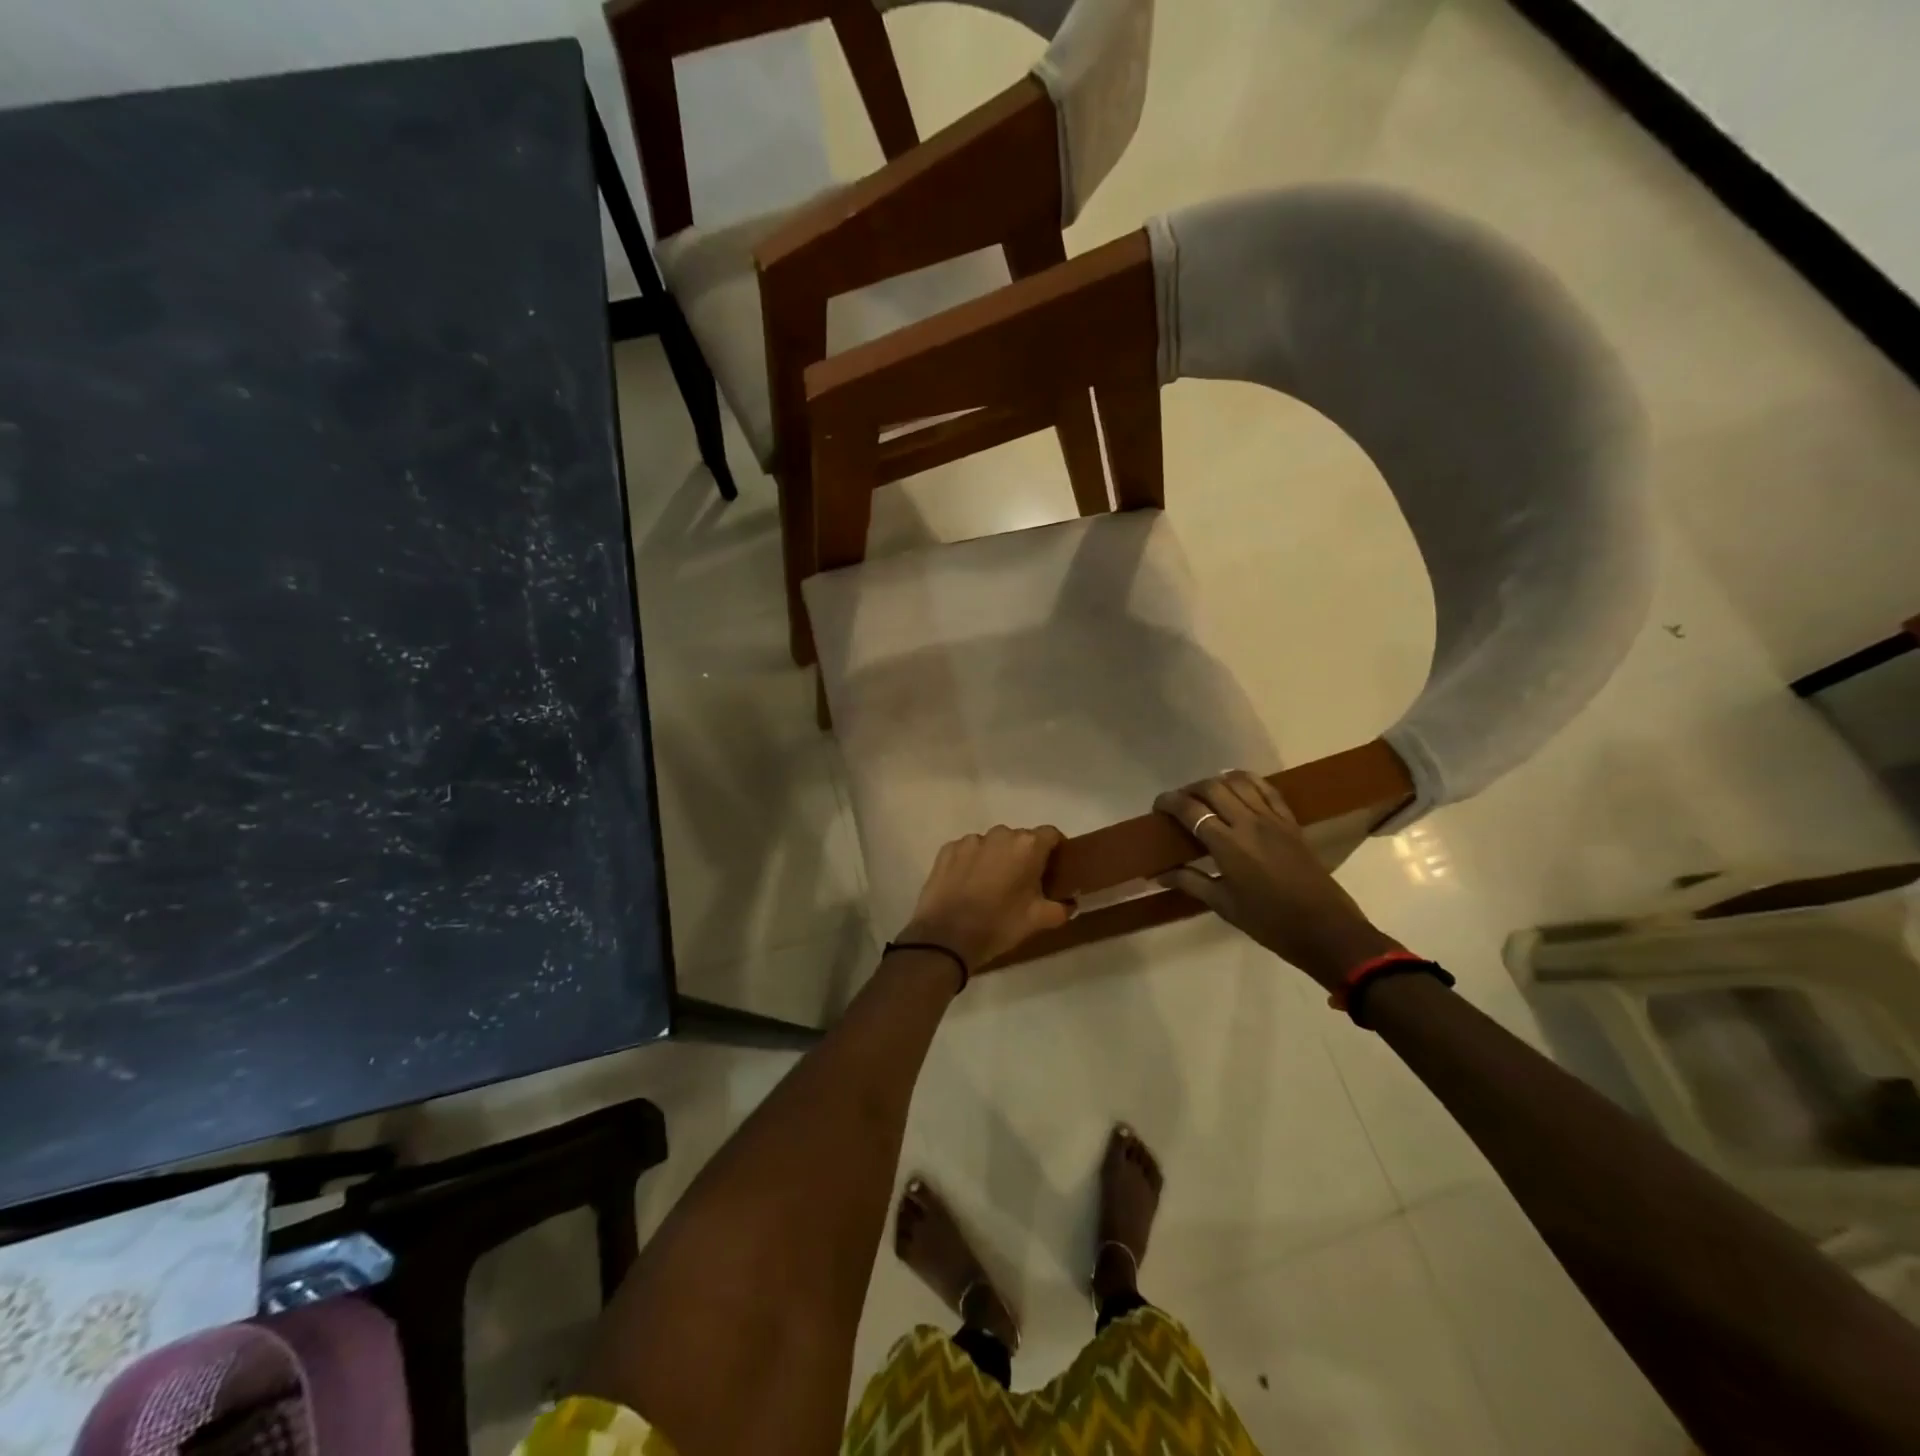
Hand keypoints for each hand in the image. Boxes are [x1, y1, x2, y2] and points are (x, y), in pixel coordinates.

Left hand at [898, 825, 1071, 974]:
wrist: (946, 937)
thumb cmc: (1000, 924)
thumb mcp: (1039, 921)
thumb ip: (1061, 907)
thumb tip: (1070, 903)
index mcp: (1027, 846)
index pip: (1051, 835)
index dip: (1055, 849)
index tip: (1054, 868)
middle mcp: (1000, 834)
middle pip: (1020, 839)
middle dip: (1024, 856)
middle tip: (1023, 883)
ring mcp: (970, 840)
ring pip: (992, 844)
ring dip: (997, 858)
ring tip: (991, 886)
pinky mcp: (947, 849)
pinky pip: (968, 851)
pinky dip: (972, 862)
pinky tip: (968, 886)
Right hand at [1154, 770, 1400, 988]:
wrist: (1325, 930)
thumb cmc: (1269, 922)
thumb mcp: (1224, 905)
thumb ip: (1191, 882)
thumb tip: (1159, 874)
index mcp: (1228, 846)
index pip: (1191, 810)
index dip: (1169, 802)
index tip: (1157, 807)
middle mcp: (1248, 824)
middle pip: (1213, 788)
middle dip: (1190, 789)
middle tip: (1180, 803)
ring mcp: (1273, 820)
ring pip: (1239, 782)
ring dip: (1217, 782)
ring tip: (1206, 794)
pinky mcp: (1291, 822)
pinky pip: (1268, 790)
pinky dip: (1248, 781)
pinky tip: (1238, 786)